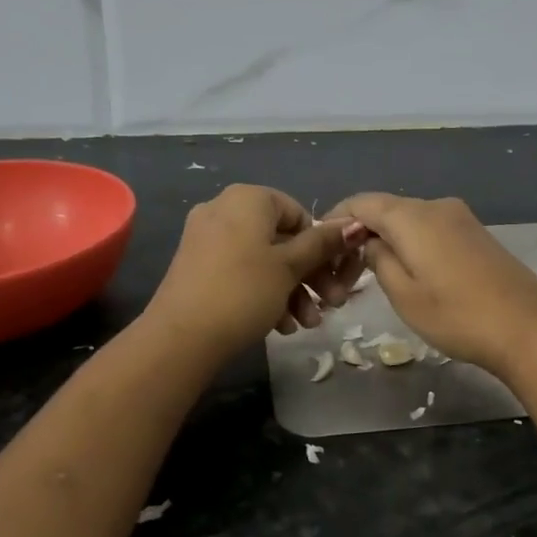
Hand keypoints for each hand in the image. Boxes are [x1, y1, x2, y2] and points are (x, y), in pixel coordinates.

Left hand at [146, 185, 361, 358]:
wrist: (181, 337)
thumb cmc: (244, 291)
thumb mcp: (290, 267)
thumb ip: (322, 244)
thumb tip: (355, 223)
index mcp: (248, 199)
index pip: (298, 213)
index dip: (321, 246)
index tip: (335, 276)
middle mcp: (224, 209)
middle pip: (282, 239)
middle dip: (310, 275)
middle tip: (331, 305)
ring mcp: (206, 238)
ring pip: (263, 259)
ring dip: (291, 290)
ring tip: (306, 325)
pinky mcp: (196, 266)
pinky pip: (240, 271)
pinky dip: (263, 293)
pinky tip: (280, 327)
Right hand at [326, 193, 536, 377]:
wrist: (530, 328)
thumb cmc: (458, 315)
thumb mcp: (404, 294)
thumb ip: (378, 260)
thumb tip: (368, 241)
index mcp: (412, 216)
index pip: (361, 202)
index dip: (336, 219)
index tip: (320, 247)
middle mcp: (435, 206)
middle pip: (385, 209)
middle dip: (360, 234)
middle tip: (343, 275)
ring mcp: (460, 218)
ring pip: (409, 220)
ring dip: (387, 241)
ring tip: (372, 278)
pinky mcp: (477, 234)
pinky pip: (431, 229)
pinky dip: (411, 244)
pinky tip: (409, 272)